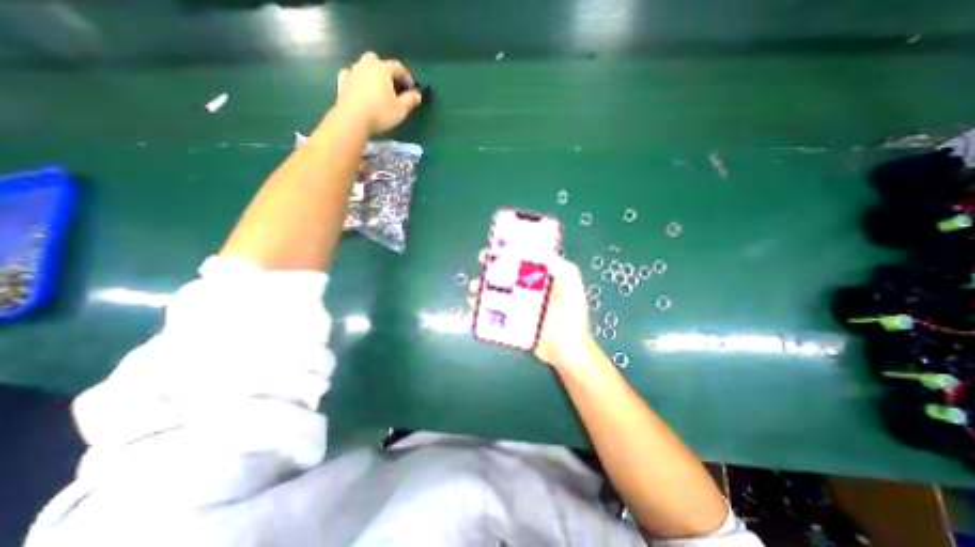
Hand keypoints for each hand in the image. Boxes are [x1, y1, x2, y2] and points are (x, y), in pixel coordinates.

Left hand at [335, 52, 422, 134]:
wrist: (353, 118)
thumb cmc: (380, 113)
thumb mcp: (401, 109)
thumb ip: (410, 100)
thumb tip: (418, 95)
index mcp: (383, 70)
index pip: (398, 67)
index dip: (406, 77)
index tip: (412, 89)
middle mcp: (367, 66)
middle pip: (377, 60)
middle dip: (386, 70)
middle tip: (392, 84)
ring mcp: (353, 72)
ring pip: (363, 65)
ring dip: (371, 74)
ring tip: (377, 88)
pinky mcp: (343, 82)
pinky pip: (350, 74)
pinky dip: (356, 79)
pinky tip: (359, 87)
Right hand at [468, 253, 598, 368]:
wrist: (567, 352)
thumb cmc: (571, 318)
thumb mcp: (572, 286)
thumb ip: (563, 267)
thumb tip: (542, 251)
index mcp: (542, 280)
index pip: (521, 262)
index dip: (506, 255)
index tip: (491, 253)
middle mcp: (529, 291)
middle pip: (505, 277)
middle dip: (490, 273)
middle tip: (478, 273)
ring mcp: (520, 307)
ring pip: (497, 295)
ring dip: (483, 292)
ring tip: (473, 292)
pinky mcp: (513, 322)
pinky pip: (495, 313)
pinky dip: (482, 311)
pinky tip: (473, 310)